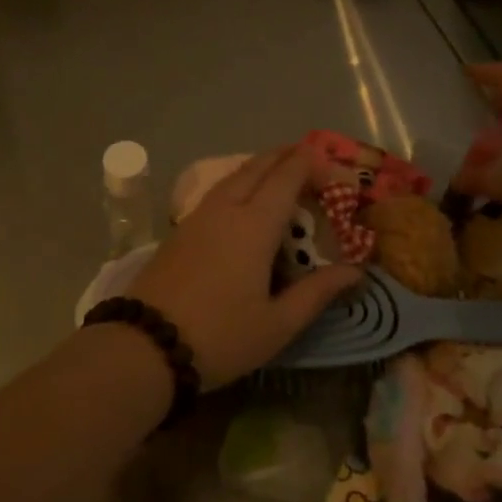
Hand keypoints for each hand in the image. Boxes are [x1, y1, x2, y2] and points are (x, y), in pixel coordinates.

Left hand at [132, 145, 360, 388]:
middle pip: (258, 166)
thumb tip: (356, 271)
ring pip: (235, 175)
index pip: (287, 177)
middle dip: (286, 156)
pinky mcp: (181, 228)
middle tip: (310, 158)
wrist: (145, 345)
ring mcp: (199, 215)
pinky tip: (245, 198)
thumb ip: (317, 293)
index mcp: (254, 224)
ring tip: (281, 171)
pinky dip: (241, 181)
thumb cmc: (220, 336)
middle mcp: (227, 208)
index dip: (311, 164)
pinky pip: (219, 190)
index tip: (333, 165)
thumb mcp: (277, 324)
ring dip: (261, 166)